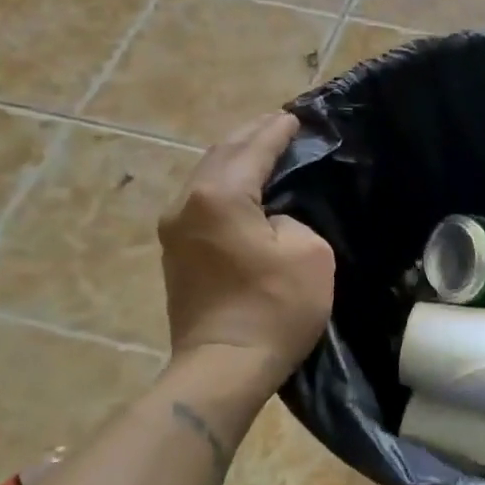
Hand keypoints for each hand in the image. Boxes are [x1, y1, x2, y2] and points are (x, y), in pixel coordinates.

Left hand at [160, 112, 333, 377]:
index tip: (295, 117)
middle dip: (250, 137)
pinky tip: (244, 191)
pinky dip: (226, 189)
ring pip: (207, 179)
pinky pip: (203, 205)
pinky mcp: (176, 255)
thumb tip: (273, 221)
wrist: (223, 367)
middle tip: (278, 125)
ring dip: (235, 162)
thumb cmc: (274, 308)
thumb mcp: (310, 253)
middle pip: (221, 155)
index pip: (252, 149)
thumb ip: (293, 220)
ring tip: (262, 151)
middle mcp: (186, 204)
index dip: (277, 131)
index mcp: (219, 196)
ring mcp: (174, 231)